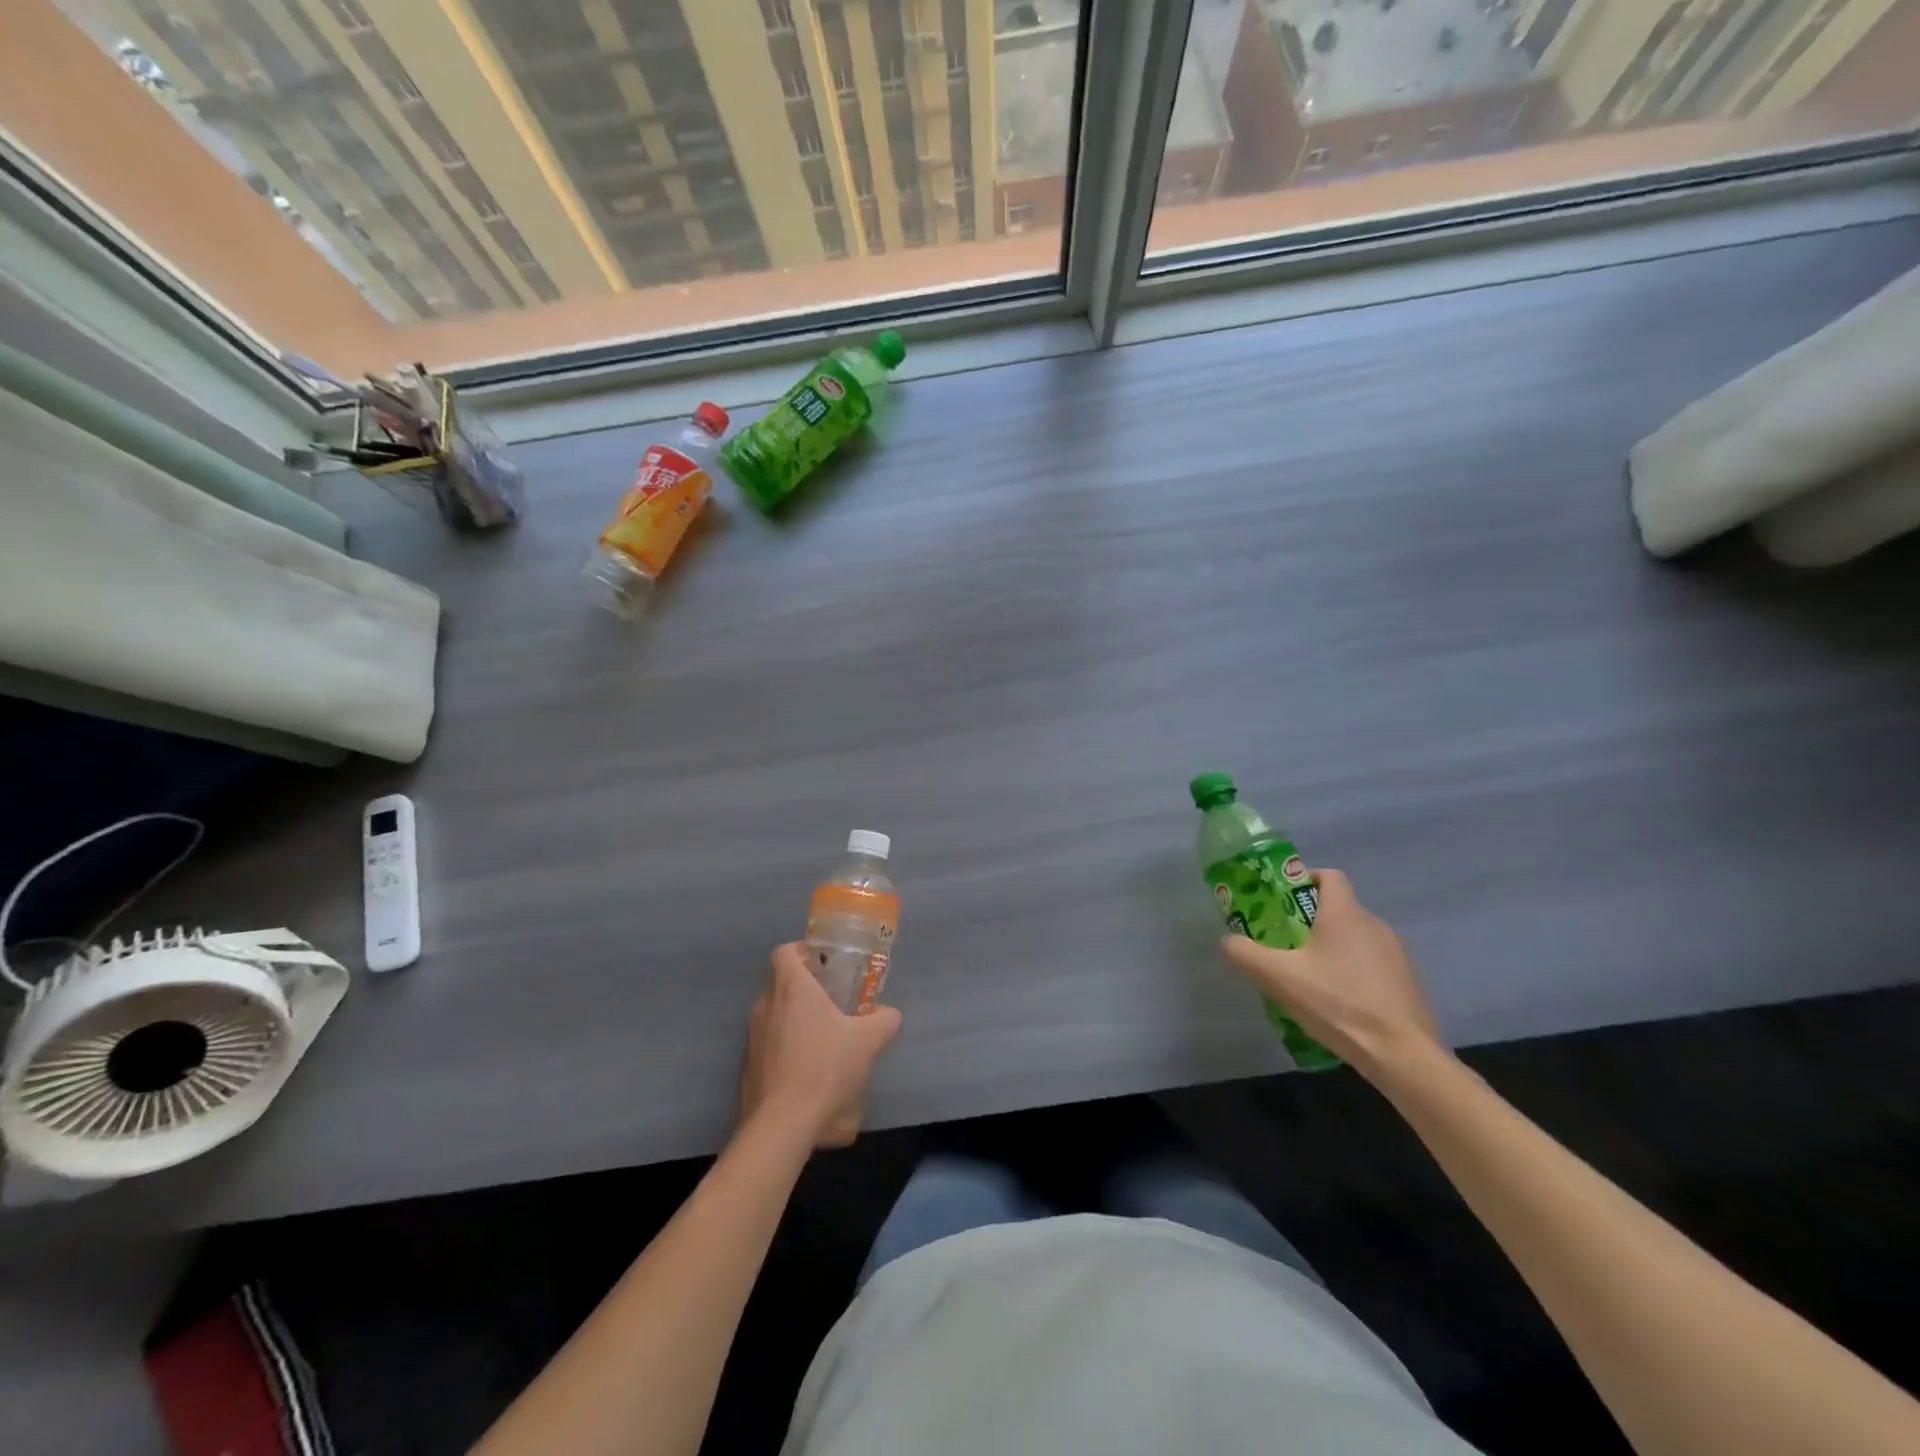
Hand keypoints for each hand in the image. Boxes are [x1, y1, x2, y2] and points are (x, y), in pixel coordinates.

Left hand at [739, 943, 902, 1147]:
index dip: (802, 951)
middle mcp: (766, 1006)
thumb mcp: (868, 1041)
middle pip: (780, 983)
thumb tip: (890, 1014)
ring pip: (774, 1015)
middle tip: (833, 1001)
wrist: (782, 1124)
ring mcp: (752, 1038)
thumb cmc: (824, 1068)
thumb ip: (884, 1021)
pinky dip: (785, 1048)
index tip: (824, 963)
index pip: (785, 952)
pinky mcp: (747, 1067)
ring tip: (823, 1038)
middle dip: (805, 988)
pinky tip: (807, 1070)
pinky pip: (768, 1045)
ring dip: (795, 1019)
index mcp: (791, 988)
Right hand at [1220, 868, 1444, 1084]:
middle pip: (1339, 908)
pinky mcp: (1408, 981)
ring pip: (1356, 937)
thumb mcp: (1279, 978)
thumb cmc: (1338, 1003)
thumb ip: (1246, 954)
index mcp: (1345, 914)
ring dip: (1332, 947)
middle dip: (1310, 920)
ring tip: (1309, 976)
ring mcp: (1396, 953)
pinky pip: (1373, 962)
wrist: (1402, 1054)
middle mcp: (1374, 924)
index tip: (1283, 900)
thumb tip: (1227, 941)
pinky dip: (1353, 970)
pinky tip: (1338, 1000)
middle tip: (1285, 943)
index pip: (1329, 876)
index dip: (1305, 880)